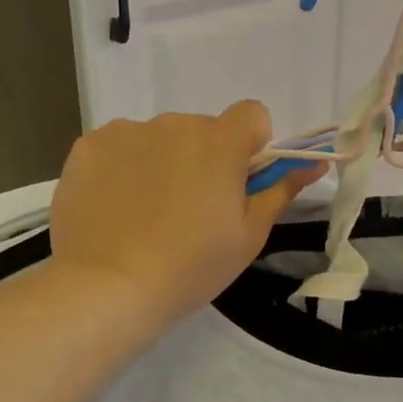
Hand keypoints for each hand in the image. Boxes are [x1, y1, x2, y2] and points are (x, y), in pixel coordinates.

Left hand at [49, 102, 321, 330]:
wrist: (108, 287)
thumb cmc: (190, 267)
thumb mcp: (248, 236)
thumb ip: (280, 191)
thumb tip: (314, 163)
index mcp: (220, 142)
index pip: (252, 114)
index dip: (250, 145)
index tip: (237, 182)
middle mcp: (174, 124)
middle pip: (201, 130)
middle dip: (202, 159)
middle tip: (189, 211)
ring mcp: (126, 132)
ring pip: (158, 138)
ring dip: (161, 162)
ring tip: (145, 214)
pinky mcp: (88, 146)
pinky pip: (118, 147)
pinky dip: (121, 168)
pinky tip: (114, 208)